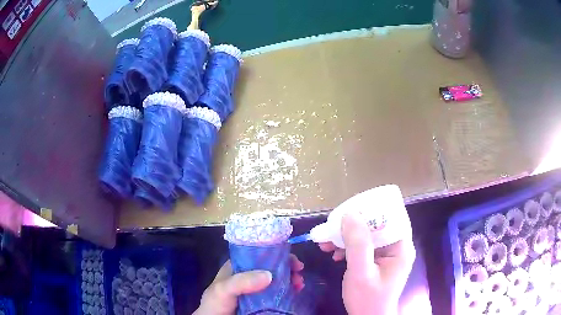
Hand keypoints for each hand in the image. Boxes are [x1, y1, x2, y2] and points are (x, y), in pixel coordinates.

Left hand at [193, 254, 304, 314]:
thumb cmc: (215, 303)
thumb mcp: (223, 289)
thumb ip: (241, 281)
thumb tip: (269, 275)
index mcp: (238, 267)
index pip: (259, 254)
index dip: (277, 254)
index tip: (291, 260)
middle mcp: (249, 276)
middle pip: (272, 267)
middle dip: (288, 267)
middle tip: (299, 272)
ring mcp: (257, 289)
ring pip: (278, 280)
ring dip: (291, 279)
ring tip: (299, 284)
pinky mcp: (263, 301)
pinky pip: (279, 293)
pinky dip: (289, 291)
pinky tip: (296, 292)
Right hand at [319, 212, 415, 314]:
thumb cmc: (367, 299)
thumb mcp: (361, 272)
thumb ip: (357, 244)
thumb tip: (349, 214)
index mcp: (400, 246)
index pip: (390, 216)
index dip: (370, 210)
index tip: (348, 212)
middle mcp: (397, 246)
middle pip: (376, 224)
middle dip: (352, 226)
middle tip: (332, 228)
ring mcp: (387, 254)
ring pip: (367, 235)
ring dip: (346, 237)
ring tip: (326, 243)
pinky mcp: (377, 260)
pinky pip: (363, 246)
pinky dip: (348, 247)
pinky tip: (334, 254)